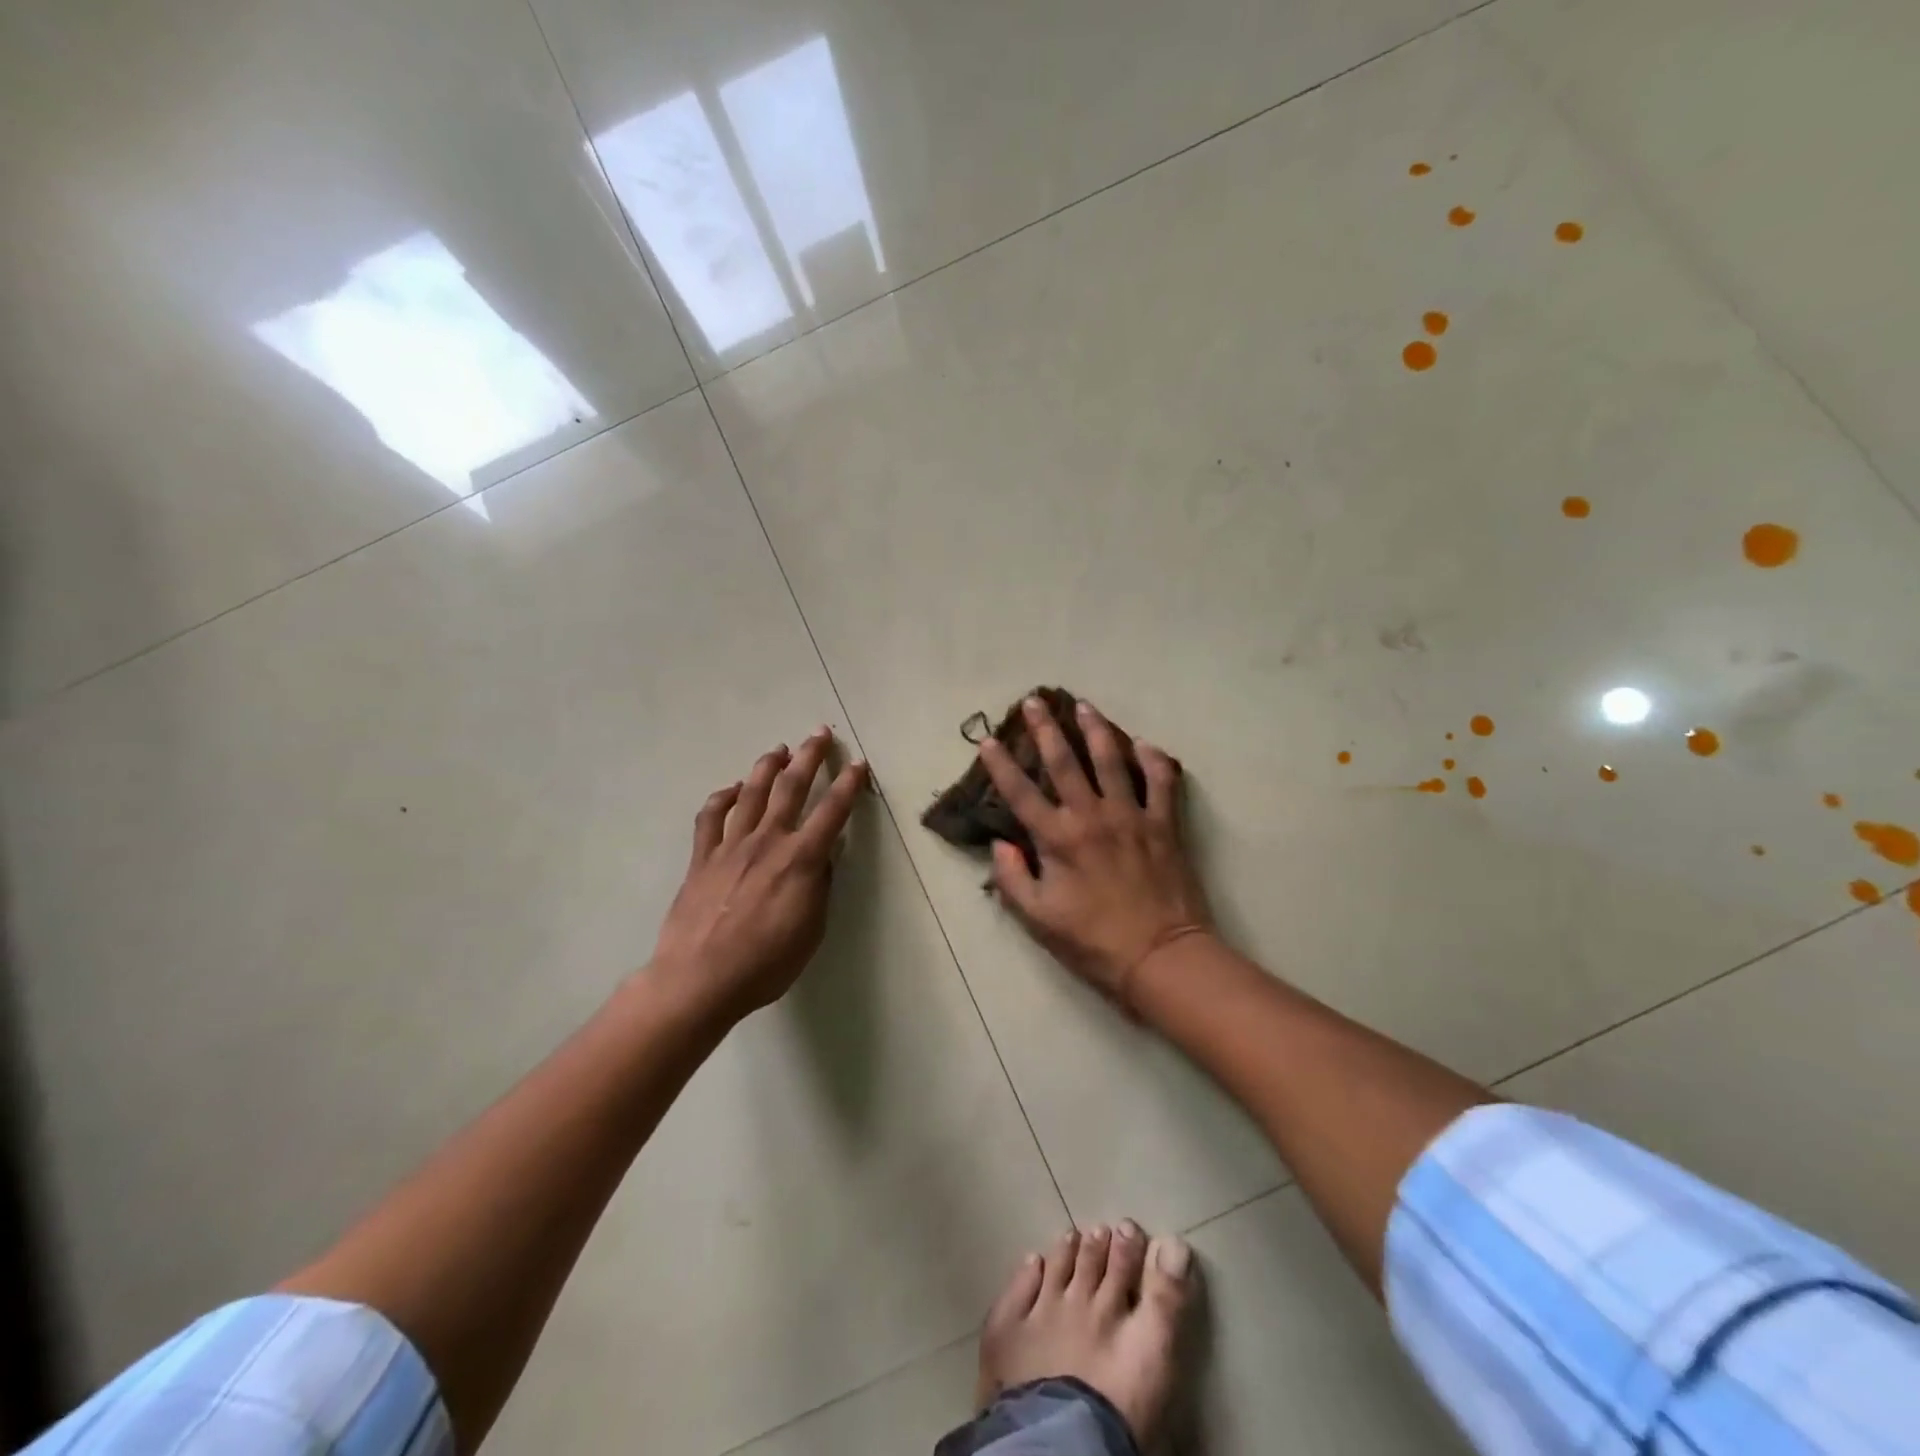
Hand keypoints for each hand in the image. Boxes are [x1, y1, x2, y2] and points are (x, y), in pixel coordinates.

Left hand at [650, 728, 868, 1022]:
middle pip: (791, 786)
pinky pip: (711, 817)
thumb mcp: (811, 930)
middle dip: (809, 756)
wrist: (699, 978)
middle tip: (819, 733)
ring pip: (751, 792)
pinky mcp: (702, 857)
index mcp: (800, 860)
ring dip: (767, 766)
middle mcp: (767, 841)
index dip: (849, 785)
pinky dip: (722, 797)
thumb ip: (819, 887)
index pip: (832, 811)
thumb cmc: (765, 963)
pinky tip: (732, 789)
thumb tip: (823, 857)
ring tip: (779, 749)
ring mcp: (731, 845)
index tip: (858, 764)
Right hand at [978, 697, 1211, 1007]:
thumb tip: (1000, 845)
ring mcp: (1131, 815)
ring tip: (1085, 706)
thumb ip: (1013, 879)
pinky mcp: (1164, 824)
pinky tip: (1145, 745)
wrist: (1161, 956)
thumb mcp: (1038, 919)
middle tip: (1035, 700)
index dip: (1001, 764)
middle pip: (1064, 762)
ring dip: (1096, 730)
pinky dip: (1154, 760)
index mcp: (1058, 838)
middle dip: (1046, 729)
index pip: (1020, 792)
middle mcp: (1092, 816)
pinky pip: (1161, 781)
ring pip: (1112, 760)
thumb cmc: (1093, 942)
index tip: (989, 739)